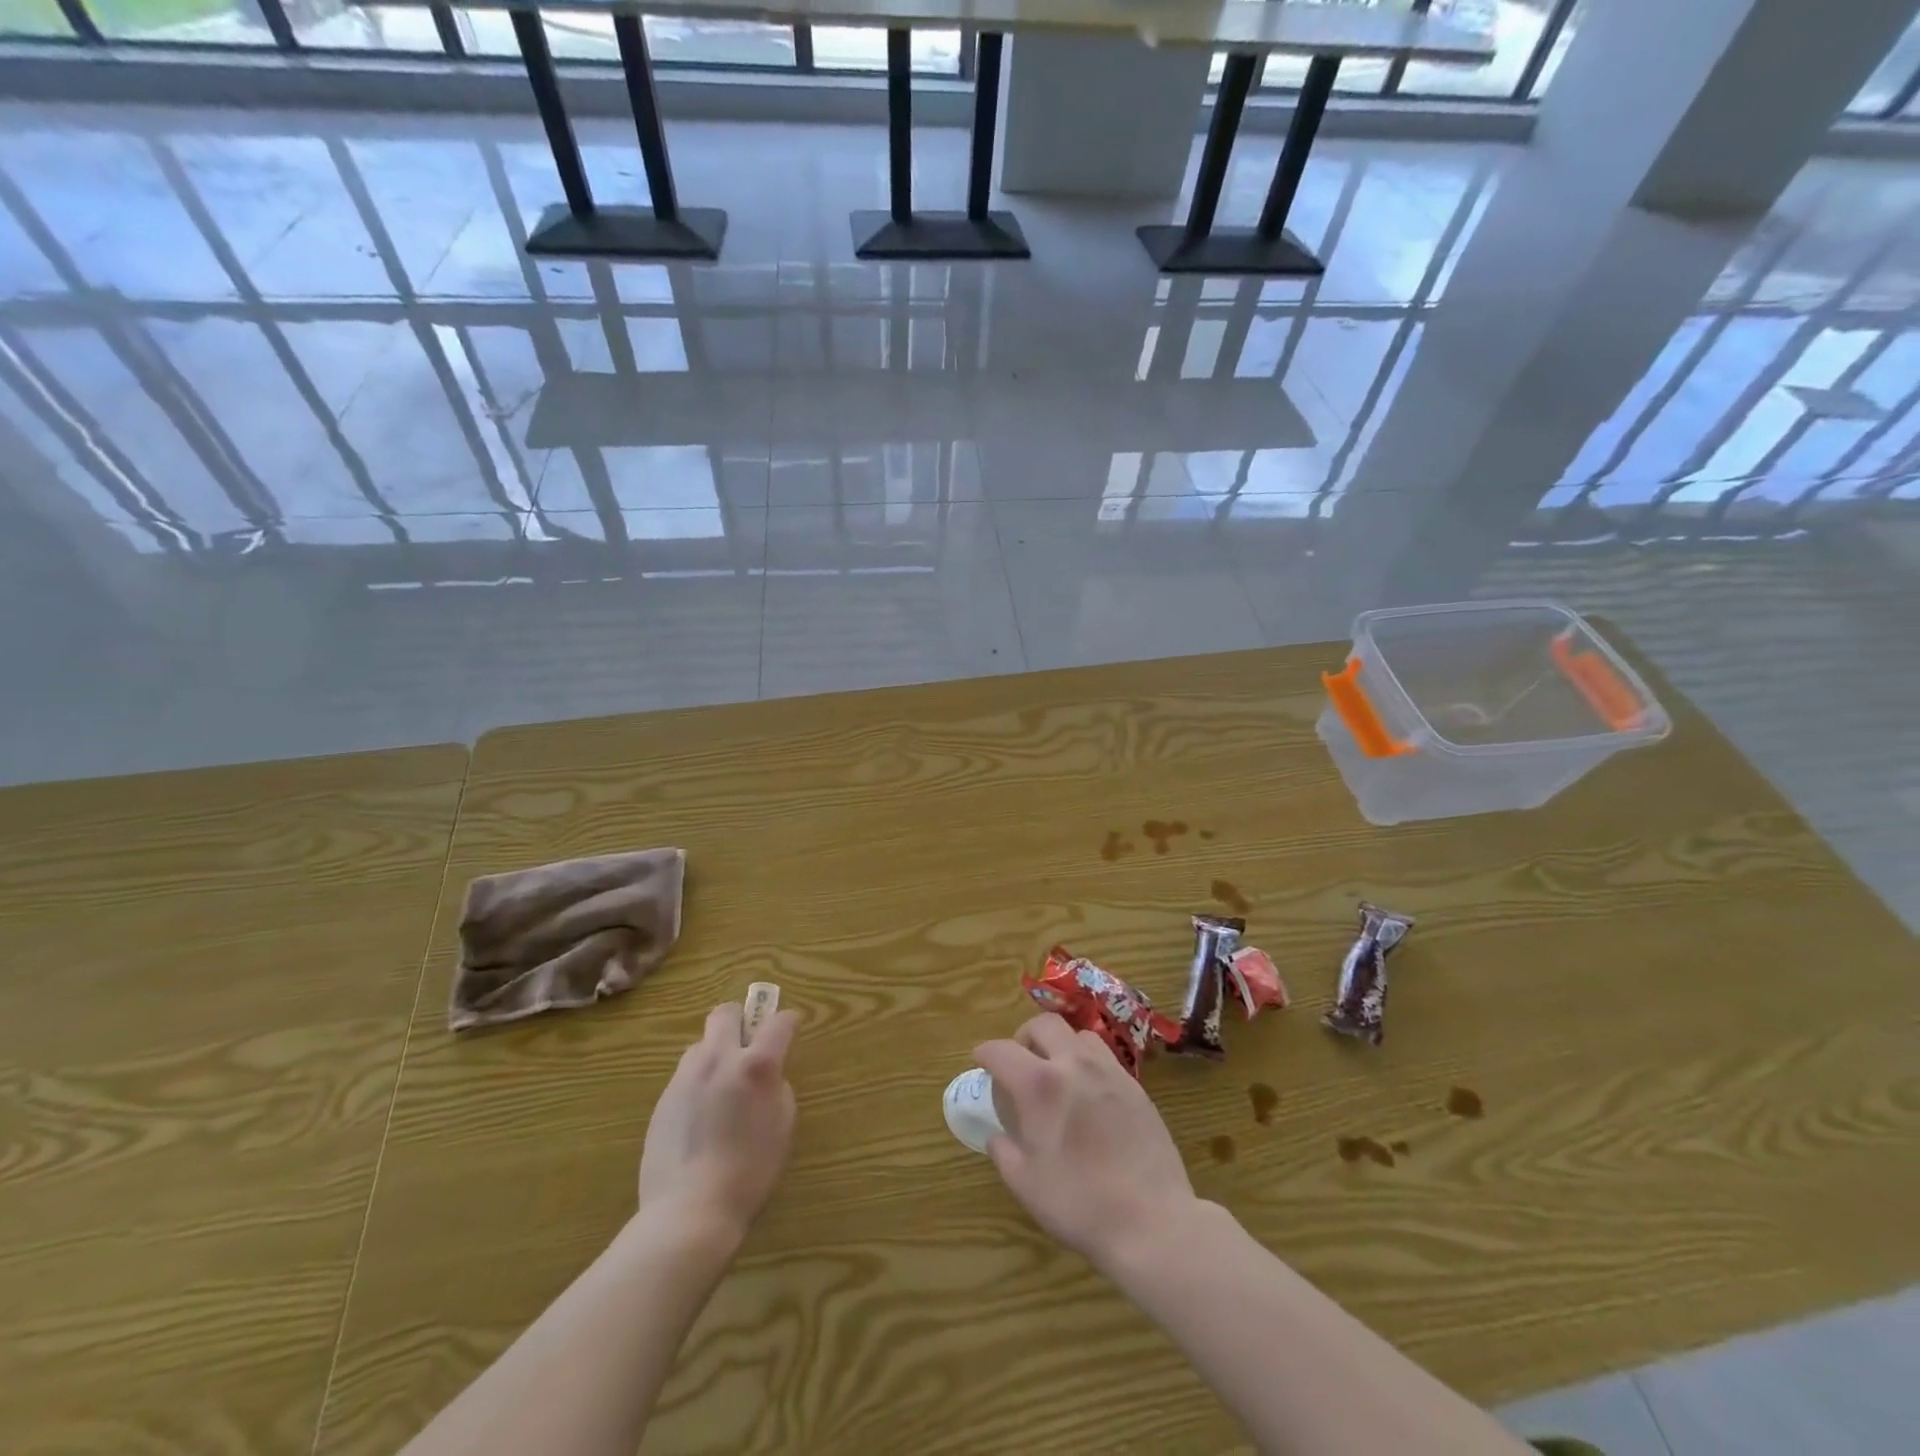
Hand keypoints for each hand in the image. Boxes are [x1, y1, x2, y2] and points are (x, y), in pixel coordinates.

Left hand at [637, 1001, 799, 1244]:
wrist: (689, 1211)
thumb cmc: (749, 1172)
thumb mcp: (782, 1125)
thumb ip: (776, 1087)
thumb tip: (766, 1076)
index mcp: (755, 1065)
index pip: (778, 1022)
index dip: (789, 1022)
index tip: (791, 1029)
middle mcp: (718, 1059)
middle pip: (726, 1013)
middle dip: (742, 1020)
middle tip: (749, 1046)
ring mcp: (685, 1077)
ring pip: (701, 1044)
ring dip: (716, 1054)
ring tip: (723, 1088)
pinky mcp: (663, 1099)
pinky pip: (686, 1075)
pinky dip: (699, 1083)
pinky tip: (702, 1118)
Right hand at [974, 1013, 1197, 1268]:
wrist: (1151, 1221)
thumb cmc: (1079, 1204)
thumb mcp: (1025, 1184)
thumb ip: (1005, 1152)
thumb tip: (998, 1135)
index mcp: (1039, 1085)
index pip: (1002, 1050)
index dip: (986, 1052)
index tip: (980, 1060)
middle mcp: (1073, 1065)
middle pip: (1044, 1024)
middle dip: (1024, 1035)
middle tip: (1019, 1061)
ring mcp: (1109, 1071)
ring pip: (1078, 1034)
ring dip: (1060, 1044)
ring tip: (1056, 1071)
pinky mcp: (1135, 1086)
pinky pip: (1105, 1056)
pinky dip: (1087, 1062)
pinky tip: (1088, 1092)